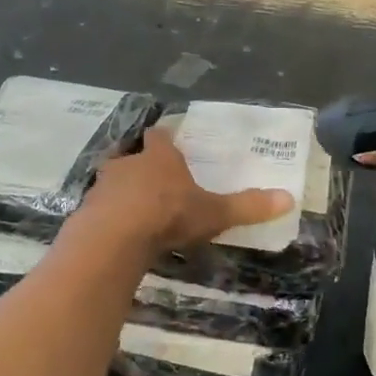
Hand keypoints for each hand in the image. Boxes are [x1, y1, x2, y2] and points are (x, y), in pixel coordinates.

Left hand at [78, 128, 293, 253]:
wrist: (113, 238)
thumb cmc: (167, 214)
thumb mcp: (213, 213)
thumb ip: (247, 206)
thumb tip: (289, 199)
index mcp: (159, 157)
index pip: (161, 136)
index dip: (166, 140)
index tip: (170, 143)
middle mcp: (128, 163)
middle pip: (132, 155)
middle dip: (142, 165)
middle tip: (154, 179)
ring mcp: (103, 186)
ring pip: (113, 180)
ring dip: (122, 190)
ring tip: (135, 207)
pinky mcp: (87, 210)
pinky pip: (100, 207)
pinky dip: (110, 215)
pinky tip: (119, 231)